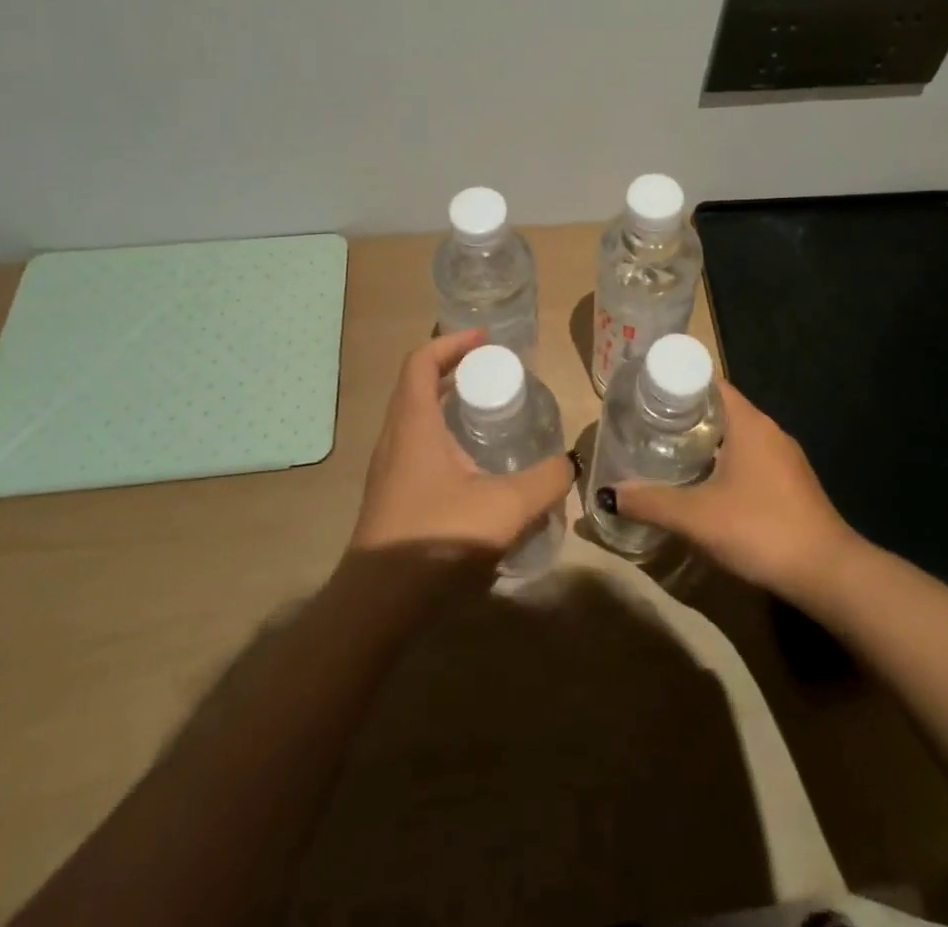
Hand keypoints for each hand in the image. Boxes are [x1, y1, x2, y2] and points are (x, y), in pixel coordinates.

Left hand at [348, 330, 573, 561]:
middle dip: (455, 372)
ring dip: (448, 408)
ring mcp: (389, 470)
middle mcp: (395, 438)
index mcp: (413, 423)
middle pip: (418, 386)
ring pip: (416, 420)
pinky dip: (445, 440)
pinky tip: (476, 469)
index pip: (421, 361)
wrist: (377, 606)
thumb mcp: (506, 507)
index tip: (485, 341)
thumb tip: (570, 464)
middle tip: (495, 377)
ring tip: (490, 417)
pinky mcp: (391, 497)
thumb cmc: (436, 538)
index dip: (451, 342)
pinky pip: (418, 449)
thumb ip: (546, 482)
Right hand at [610, 380, 855, 598]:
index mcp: (749, 422)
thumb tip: (608, 494)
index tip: (647, 392)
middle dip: (685, 414)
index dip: (677, 382)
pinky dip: (725, 462)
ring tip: (669, 453)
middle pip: (721, 408)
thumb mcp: (697, 517)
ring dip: (706, 441)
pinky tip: (707, 486)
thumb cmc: (760, 528)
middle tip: (648, 425)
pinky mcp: (792, 483)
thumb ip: (651, 502)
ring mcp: (785, 457)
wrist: (828, 573)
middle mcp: (769, 430)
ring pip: (737, 435)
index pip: (709, 382)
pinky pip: (751, 458)